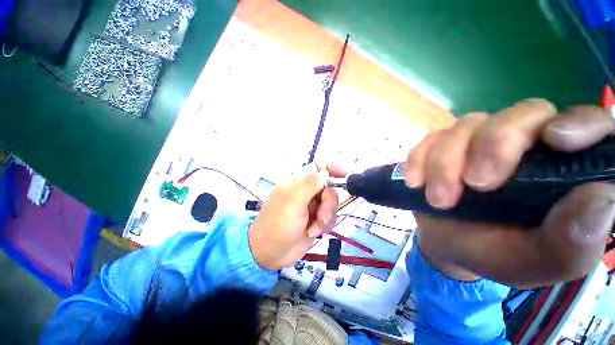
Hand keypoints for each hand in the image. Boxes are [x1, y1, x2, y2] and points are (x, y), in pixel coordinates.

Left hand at [249, 164, 345, 270]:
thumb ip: (310, 183)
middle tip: (321, 216)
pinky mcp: (315, 220)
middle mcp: (306, 192)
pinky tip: (313, 232)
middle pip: (329, 188)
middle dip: (328, 203)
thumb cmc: (278, 223)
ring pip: (331, 204)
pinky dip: (324, 225)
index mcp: (298, 182)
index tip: (344, 175)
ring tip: (314, 229)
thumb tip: (325, 172)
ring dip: (326, 217)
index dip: (331, 168)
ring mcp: (311, 207)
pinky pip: (329, 217)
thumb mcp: (293, 200)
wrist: (271, 253)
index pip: (318, 168)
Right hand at [405, 99, 614, 286]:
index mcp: (563, 169)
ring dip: (445, 162)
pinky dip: (419, 159)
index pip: (587, 123)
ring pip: (466, 125)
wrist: (449, 245)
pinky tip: (416, 183)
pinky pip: (430, 139)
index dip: (578, 123)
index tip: (555, 140)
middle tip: (474, 185)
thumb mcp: (538, 262)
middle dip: (492, 147)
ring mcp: (478, 141)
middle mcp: (525, 144)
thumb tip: (601, 199)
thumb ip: (572, 242)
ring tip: (439, 199)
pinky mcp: (442, 146)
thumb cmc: (499, 255)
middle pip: (519, 114)